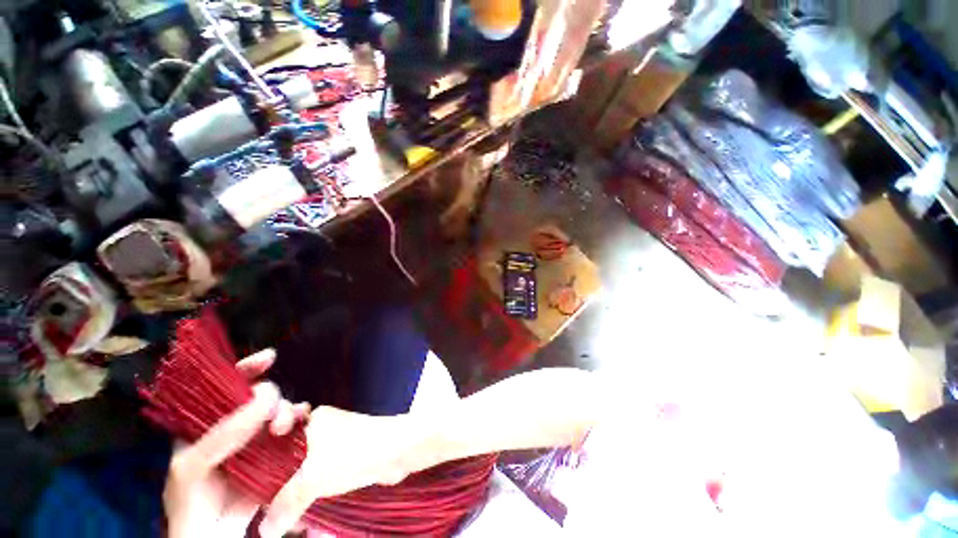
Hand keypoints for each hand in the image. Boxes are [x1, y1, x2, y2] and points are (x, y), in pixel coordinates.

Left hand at [164, 350, 309, 537]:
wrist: (214, 536)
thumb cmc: (192, 499)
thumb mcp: (194, 465)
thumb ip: (223, 434)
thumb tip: (266, 399)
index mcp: (207, 422)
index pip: (225, 386)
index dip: (245, 369)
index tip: (269, 357)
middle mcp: (235, 424)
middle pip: (259, 395)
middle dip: (271, 396)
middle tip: (274, 413)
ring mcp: (257, 438)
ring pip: (278, 409)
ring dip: (286, 410)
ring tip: (285, 426)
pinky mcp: (276, 450)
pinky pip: (293, 427)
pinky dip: (301, 419)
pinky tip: (304, 419)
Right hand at [258, 407, 435, 537]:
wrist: (398, 451)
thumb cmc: (354, 453)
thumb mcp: (313, 478)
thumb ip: (286, 503)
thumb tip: (264, 531)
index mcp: (313, 419)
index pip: (278, 436)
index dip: (263, 458)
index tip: (252, 483)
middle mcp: (324, 427)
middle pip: (291, 456)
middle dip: (280, 484)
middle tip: (266, 510)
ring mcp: (337, 442)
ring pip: (308, 469)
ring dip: (298, 494)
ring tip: (287, 522)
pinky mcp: (349, 456)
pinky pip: (324, 476)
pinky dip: (316, 495)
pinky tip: (309, 520)